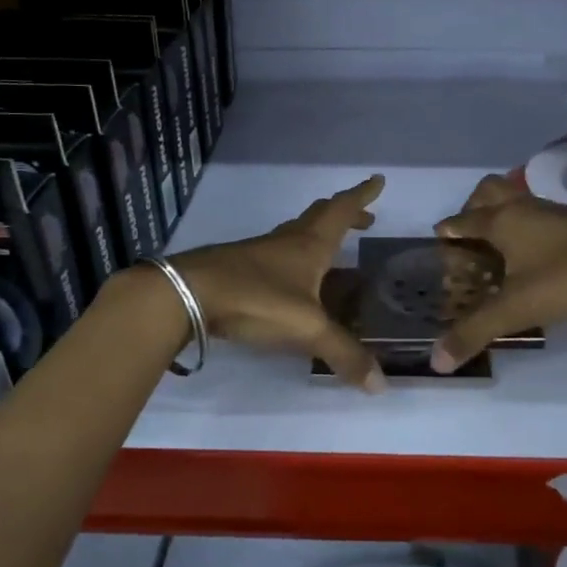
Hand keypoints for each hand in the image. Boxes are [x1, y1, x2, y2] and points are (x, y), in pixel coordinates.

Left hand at [172, 175, 386, 391]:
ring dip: (318, 237)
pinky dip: (296, 262)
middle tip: (365, 219)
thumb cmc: (255, 299)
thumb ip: (343, 354)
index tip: (377, 180)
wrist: (186, 294)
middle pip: (319, 217)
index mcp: (310, 245)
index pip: (342, 210)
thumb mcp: (307, 328)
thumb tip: (381, 385)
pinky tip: (293, 283)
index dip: (362, 195)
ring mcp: (259, 254)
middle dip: (344, 215)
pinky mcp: (239, 270)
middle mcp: (287, 242)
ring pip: (296, 236)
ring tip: (333, 253)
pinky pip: (278, 258)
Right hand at [429, 175, 566, 372]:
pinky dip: (529, 226)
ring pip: (518, 200)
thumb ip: (474, 332)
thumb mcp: (517, 309)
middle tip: (469, 235)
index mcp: (503, 221)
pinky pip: (541, 214)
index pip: (463, 220)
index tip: (438, 240)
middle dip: (473, 207)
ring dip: (503, 214)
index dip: (448, 230)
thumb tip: (436, 361)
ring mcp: (554, 212)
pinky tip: (537, 253)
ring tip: (499, 246)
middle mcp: (524, 208)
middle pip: (489, 191)